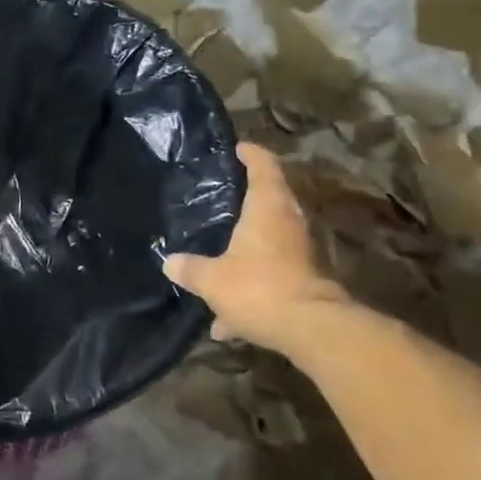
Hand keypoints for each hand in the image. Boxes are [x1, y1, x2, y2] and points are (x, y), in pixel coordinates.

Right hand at [163, 142, 353, 362]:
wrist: (311, 330)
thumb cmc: (258, 288)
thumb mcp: (212, 279)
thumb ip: (190, 269)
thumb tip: (169, 262)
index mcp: (267, 208)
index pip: (264, 166)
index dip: (251, 154)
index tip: (237, 149)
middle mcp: (288, 223)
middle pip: (271, 200)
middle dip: (247, 199)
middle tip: (221, 196)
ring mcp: (300, 253)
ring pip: (271, 239)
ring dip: (249, 244)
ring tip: (219, 253)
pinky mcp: (304, 282)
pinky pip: (272, 274)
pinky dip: (252, 286)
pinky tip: (226, 319)